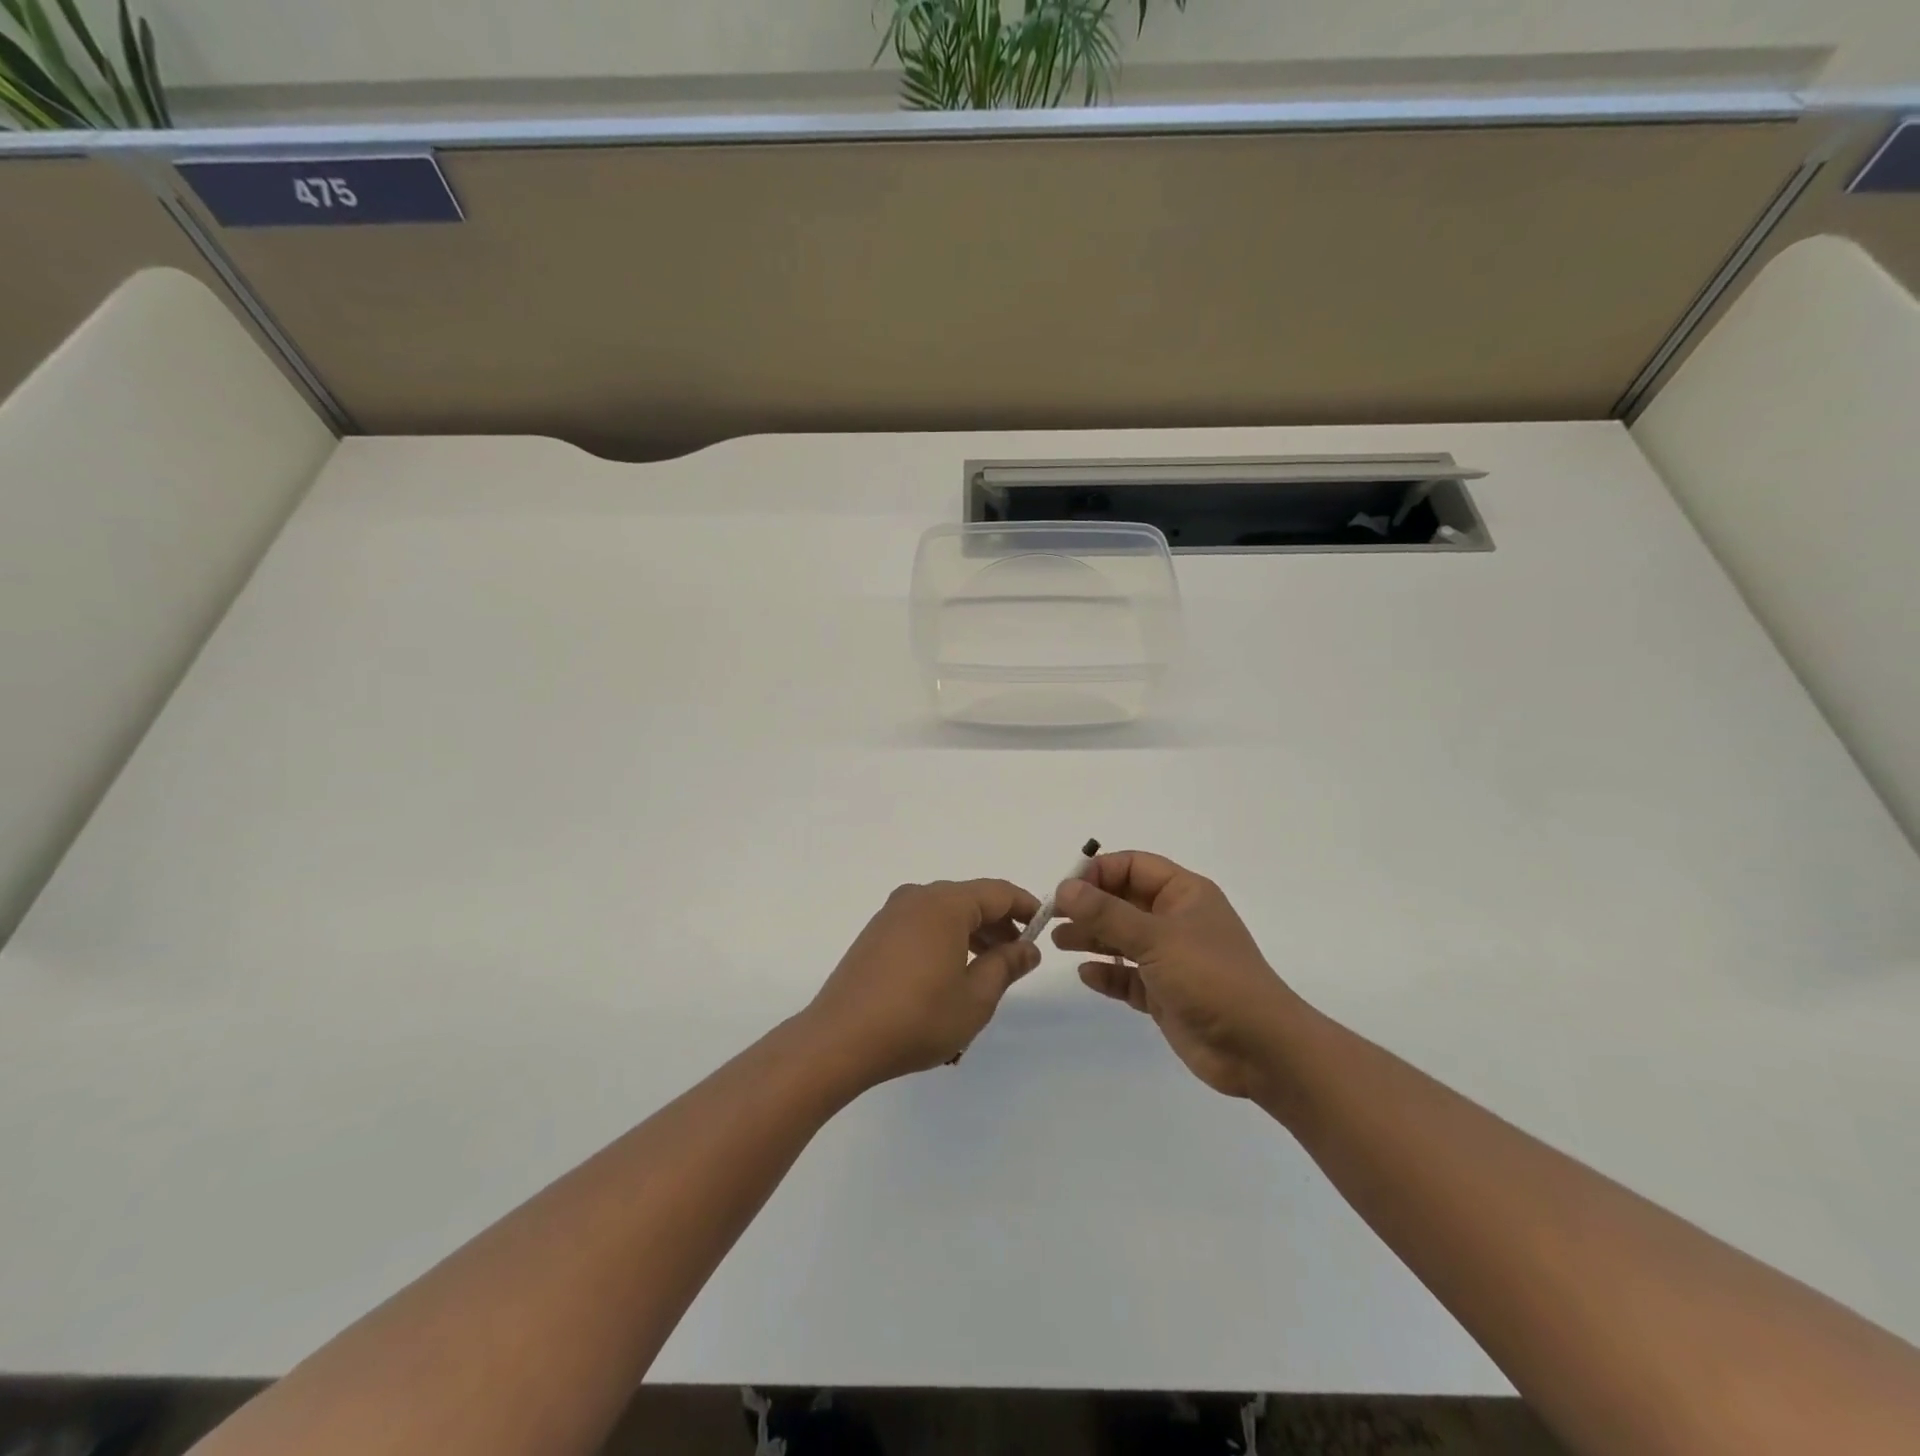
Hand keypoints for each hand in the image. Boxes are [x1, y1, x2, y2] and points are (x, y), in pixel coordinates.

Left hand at [804, 879, 1041, 1086]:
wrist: (839, 1040)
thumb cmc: (917, 1018)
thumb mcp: (975, 997)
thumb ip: (1006, 965)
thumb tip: (1028, 947)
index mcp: (945, 903)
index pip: (998, 892)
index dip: (1026, 907)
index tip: (1046, 927)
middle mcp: (917, 897)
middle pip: (970, 899)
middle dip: (999, 923)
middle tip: (1019, 957)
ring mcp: (892, 914)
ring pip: (945, 912)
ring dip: (972, 933)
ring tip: (988, 969)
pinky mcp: (875, 933)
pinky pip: (922, 924)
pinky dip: (945, 938)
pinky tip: (950, 972)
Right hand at [1054, 852, 1300, 1098]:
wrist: (1259, 1050)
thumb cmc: (1211, 978)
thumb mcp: (1155, 938)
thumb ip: (1107, 913)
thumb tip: (1064, 888)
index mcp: (1184, 894)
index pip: (1133, 867)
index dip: (1098, 872)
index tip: (1066, 890)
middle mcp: (1176, 920)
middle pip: (1123, 901)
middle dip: (1088, 906)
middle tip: (1051, 916)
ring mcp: (1171, 959)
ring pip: (1122, 939)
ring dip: (1091, 937)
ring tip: (1058, 941)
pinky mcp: (1165, 994)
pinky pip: (1128, 976)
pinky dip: (1107, 973)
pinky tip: (1087, 975)